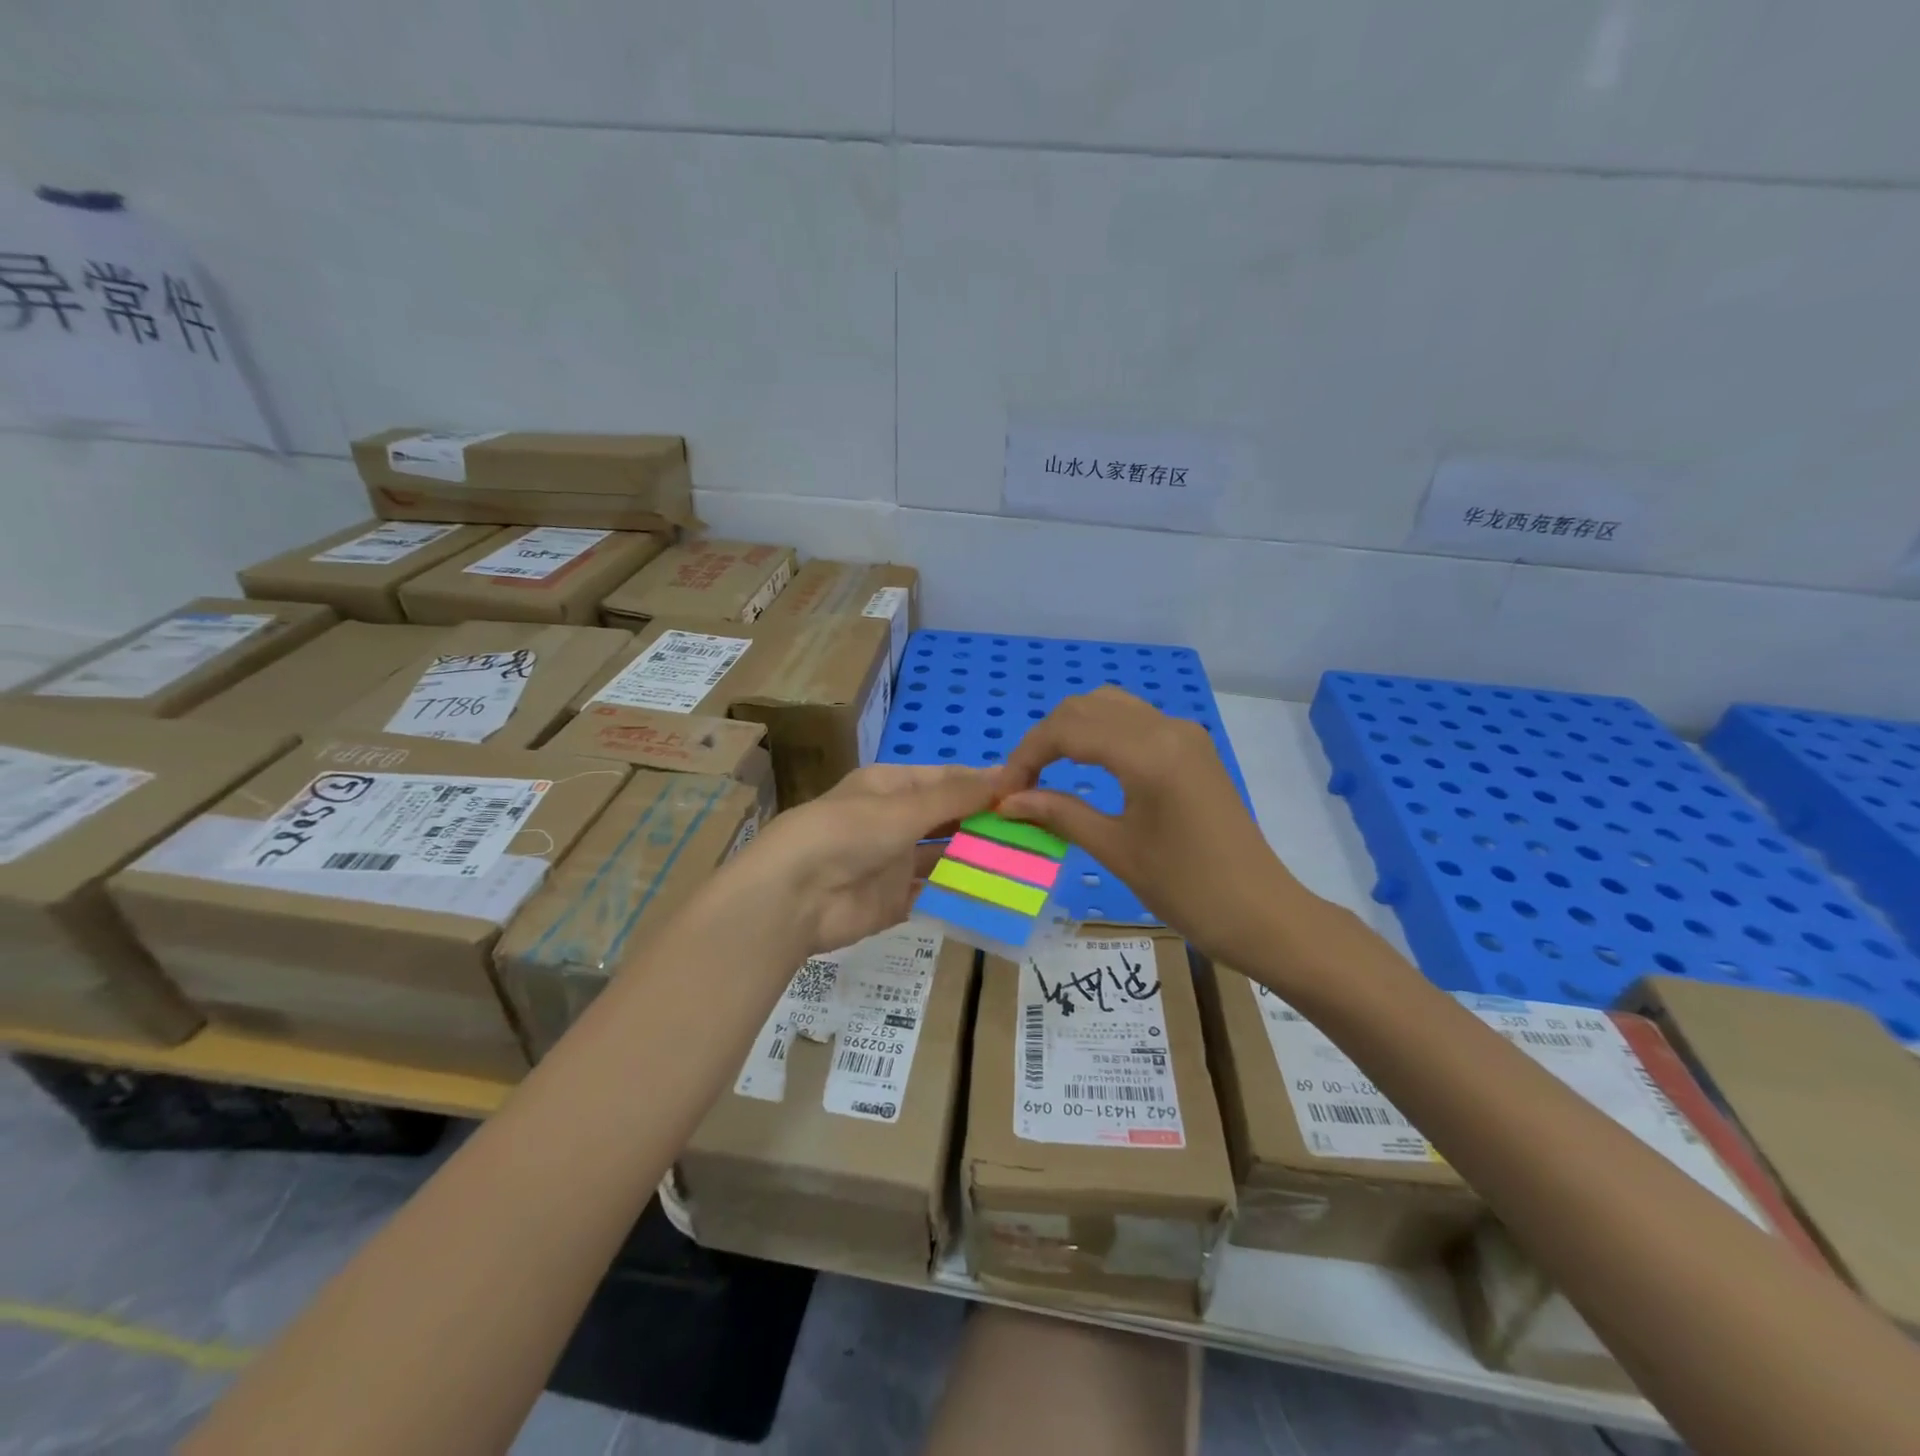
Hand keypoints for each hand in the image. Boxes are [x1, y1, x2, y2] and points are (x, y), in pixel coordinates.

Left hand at [736, 763, 1001, 956]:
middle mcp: (894, 821)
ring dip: (977, 859)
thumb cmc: (847, 833)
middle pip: (948, 819)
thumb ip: (955, 797)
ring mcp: (894, 863)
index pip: (946, 779)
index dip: (983, 783)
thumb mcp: (903, 807)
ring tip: (1026, 863)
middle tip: (1035, 831)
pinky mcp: (894, 902)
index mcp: (891, 787)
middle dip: (985, 824)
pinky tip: (997, 896)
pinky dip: (961, 894)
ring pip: (945, 858)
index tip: (1027, 789)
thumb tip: (1006, 775)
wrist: (793, 897)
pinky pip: (934, 895)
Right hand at [999, 687, 1303, 968]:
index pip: (1069, 730)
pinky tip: (1085, 766)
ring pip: (1110, 706)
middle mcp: (1167, 727)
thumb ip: (1059, 813)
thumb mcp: (1115, 849)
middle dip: (1045, 738)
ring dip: (1071, 730)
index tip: (1004, 791)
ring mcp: (1184, 733)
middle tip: (1021, 782)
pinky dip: (1099, 733)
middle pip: (1086, 707)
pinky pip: (1134, 721)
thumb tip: (1008, 801)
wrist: (1261, 912)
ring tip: (1046, 771)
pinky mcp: (1192, 747)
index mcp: (1149, 752)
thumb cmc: (1187, 888)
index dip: (1027, 755)